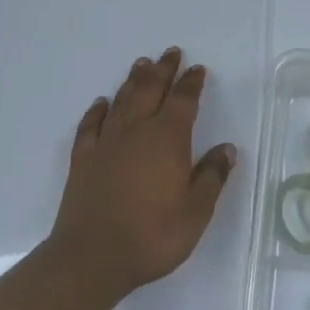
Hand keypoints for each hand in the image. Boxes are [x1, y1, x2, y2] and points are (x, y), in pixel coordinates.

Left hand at [46, 48, 237, 301]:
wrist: (92, 257)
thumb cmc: (153, 235)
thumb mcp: (196, 211)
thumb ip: (212, 176)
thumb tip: (227, 148)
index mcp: (168, 139)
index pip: (183, 101)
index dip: (192, 83)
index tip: (197, 69)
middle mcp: (136, 131)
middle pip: (151, 90)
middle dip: (163, 70)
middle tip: (170, 53)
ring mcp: (106, 144)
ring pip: (122, 101)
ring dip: (133, 81)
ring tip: (142, 64)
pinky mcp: (83, 161)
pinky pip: (90, 126)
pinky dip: (97, 111)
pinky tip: (101, 103)